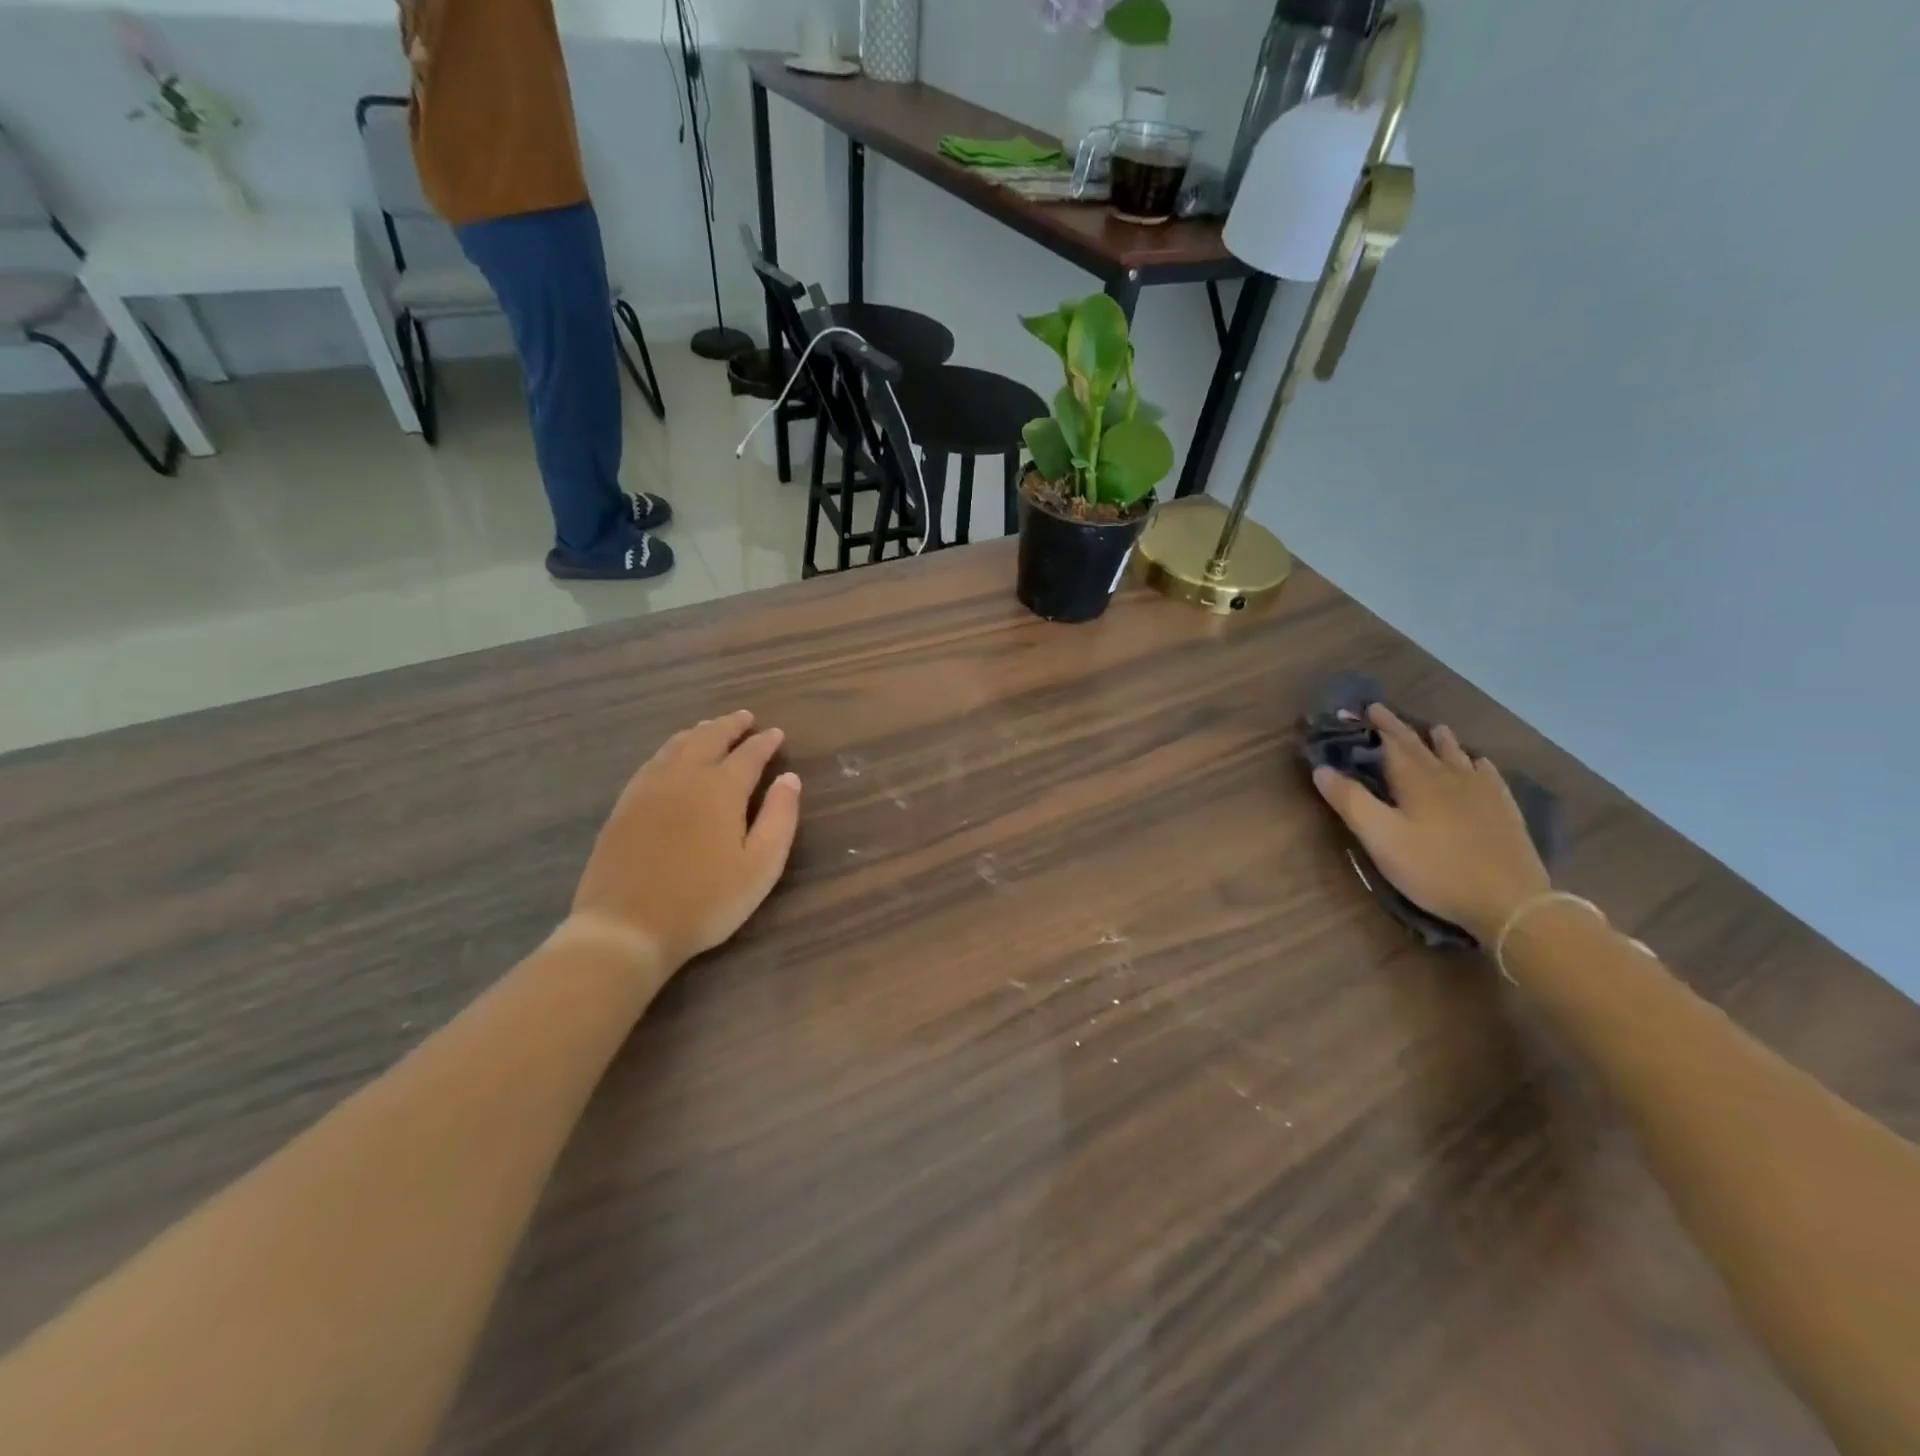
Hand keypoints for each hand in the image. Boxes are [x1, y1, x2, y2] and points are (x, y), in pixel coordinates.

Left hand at [570, 711, 801, 970]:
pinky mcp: (624, 805)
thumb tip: (790, 778)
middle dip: (730, 726)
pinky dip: (671, 748)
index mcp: (721, 789)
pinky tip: (672, 756)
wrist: (626, 926)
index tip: (776, 733)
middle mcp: (684, 777)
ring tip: (711, 727)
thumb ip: (780, 818)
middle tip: (745, 718)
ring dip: (699, 732)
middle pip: (709, 738)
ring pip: (677, 745)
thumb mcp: (760, 866)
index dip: (765, 742)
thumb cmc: (705, 901)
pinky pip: (652, 761)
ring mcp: (648, 789)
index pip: (749, 754)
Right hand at [1312, 704, 1550, 944]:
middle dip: (1399, 727)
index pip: (1391, 742)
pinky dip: (1477, 763)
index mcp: (1416, 780)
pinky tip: (1479, 763)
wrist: (1509, 900)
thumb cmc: (1434, 868)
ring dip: (1441, 740)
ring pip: (1457, 756)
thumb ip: (1350, 801)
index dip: (1376, 724)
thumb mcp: (1380, 837)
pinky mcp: (1504, 810)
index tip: (1362, 707)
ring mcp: (1481, 792)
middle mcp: (1449, 776)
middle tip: (1383, 711)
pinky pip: (1489, 775)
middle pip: (1421, 745)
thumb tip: (1322, 769)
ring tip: (1435, 729)